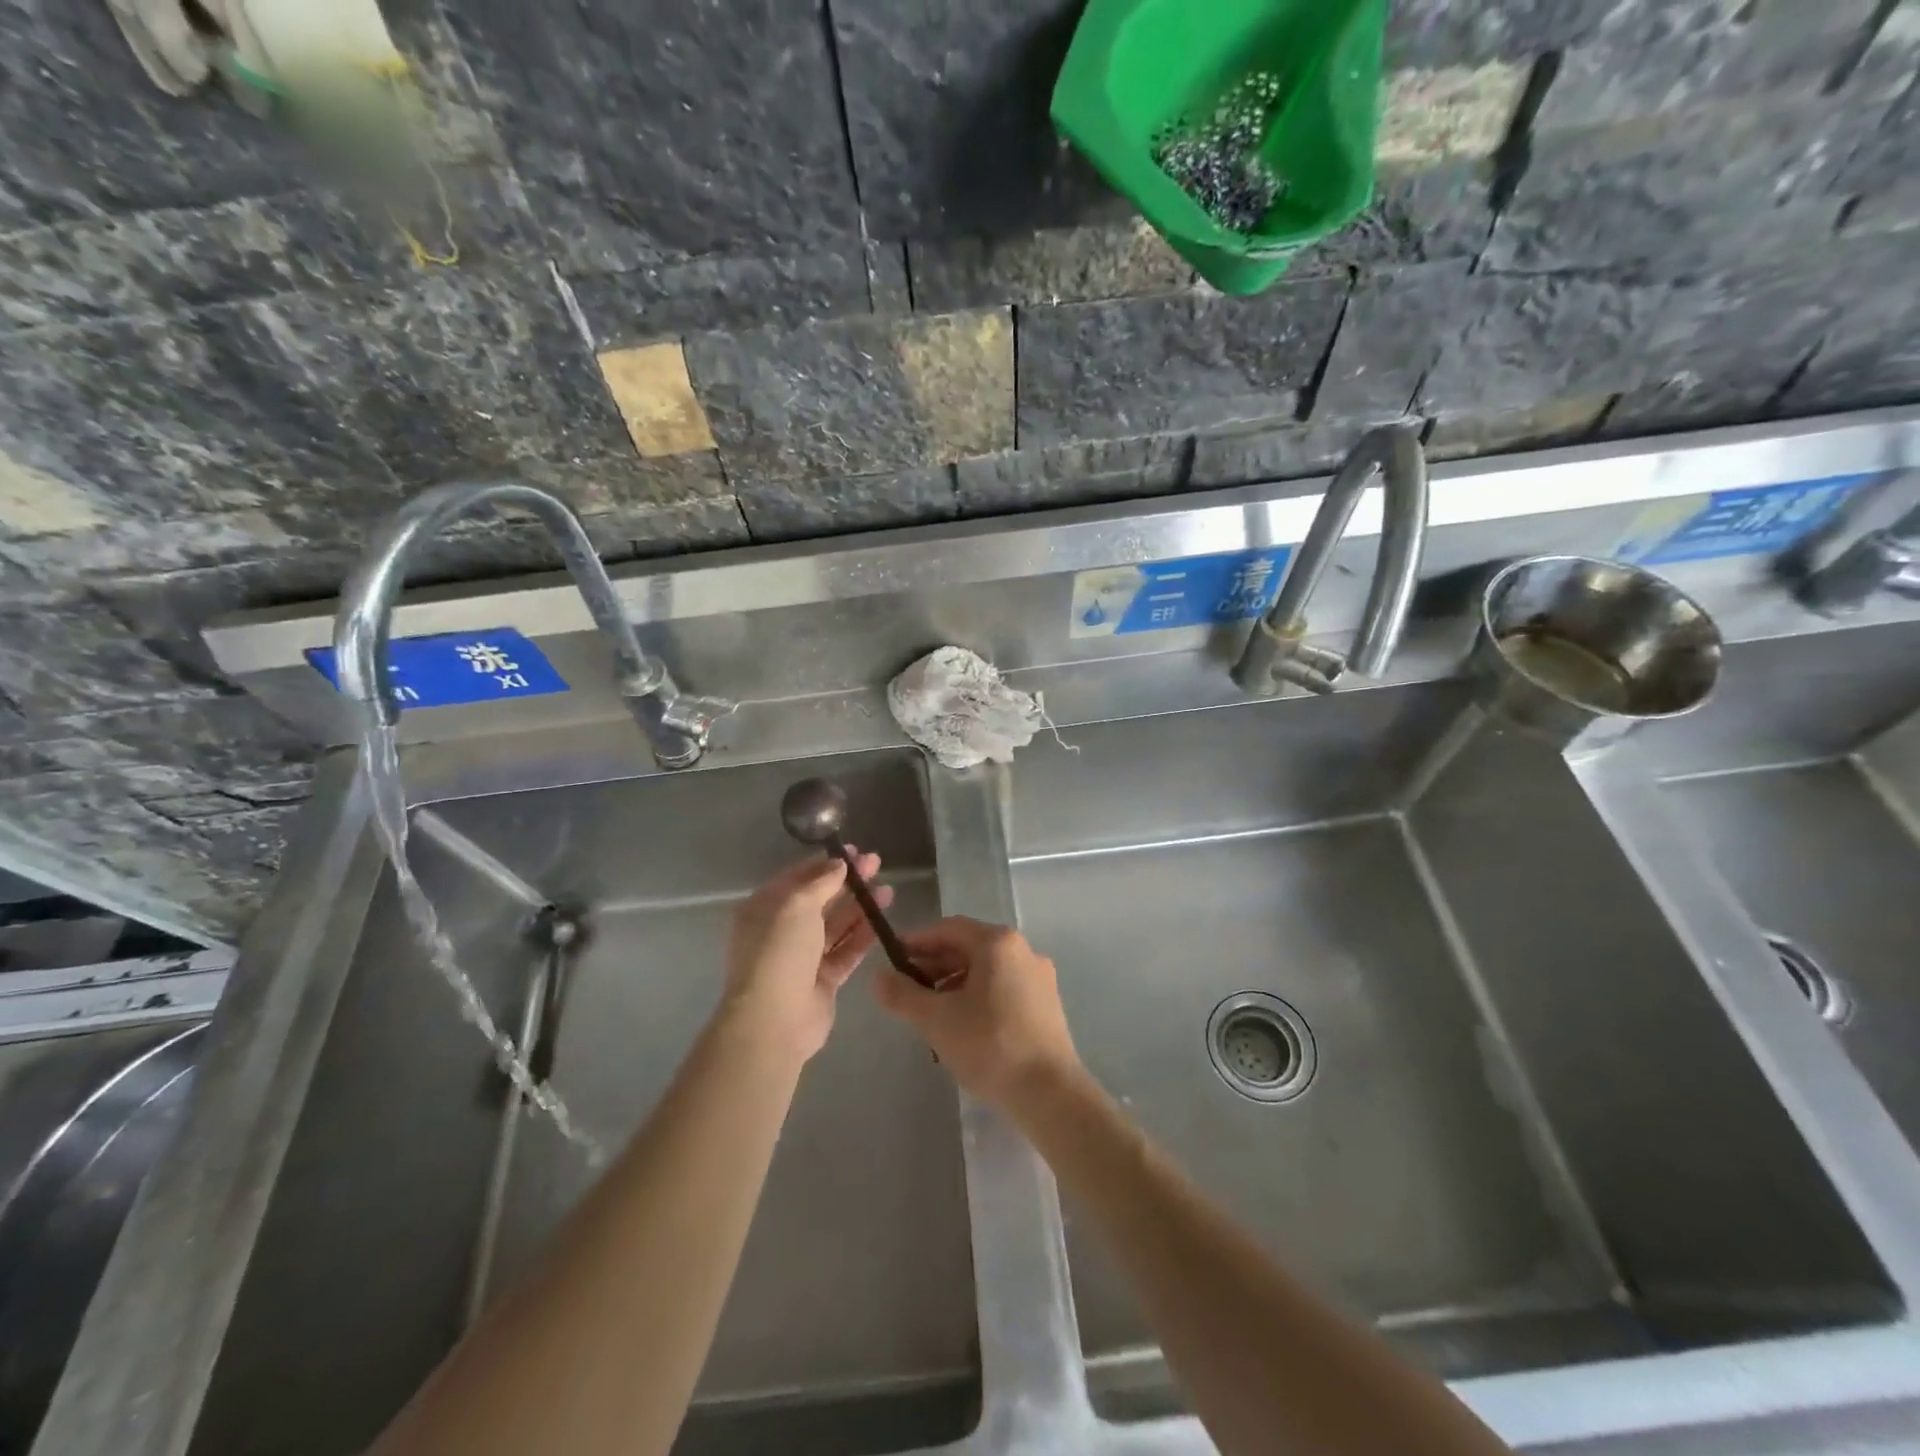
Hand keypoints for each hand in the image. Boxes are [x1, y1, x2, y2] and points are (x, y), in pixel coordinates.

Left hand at [723, 851, 891, 1062]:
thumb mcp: (797, 905)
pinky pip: (845, 951)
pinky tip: (883, 921)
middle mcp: (781, 930)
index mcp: (765, 908)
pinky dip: (862, 936)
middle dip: (847, 882)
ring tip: (888, 890)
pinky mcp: (822, 980)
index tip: (854, 851)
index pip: (798, 877)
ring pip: (836, 925)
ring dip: (860, 907)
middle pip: (820, 900)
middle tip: (877, 865)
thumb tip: (839, 864)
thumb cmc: (779, 952)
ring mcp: (802, 957)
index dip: (826, 863)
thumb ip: (821, 882)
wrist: (773, 1020)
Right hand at [872, 917, 1081, 1110]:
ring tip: (931, 1012)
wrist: (1050, 1093)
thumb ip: (903, 995)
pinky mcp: (1046, 1004)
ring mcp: (1039, 977)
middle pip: (969, 947)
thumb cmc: (990, 1046)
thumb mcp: (936, 1020)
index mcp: (998, 943)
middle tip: (907, 989)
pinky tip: (962, 1025)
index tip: (892, 959)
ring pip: (986, 970)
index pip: (948, 929)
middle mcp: (1022, 950)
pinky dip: (977, 996)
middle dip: (934, 964)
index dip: (916, 941)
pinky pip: (1003, 987)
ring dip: (954, 983)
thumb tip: (878, 977)